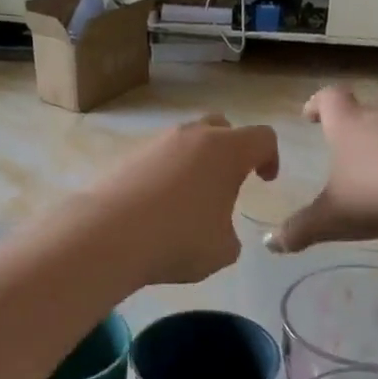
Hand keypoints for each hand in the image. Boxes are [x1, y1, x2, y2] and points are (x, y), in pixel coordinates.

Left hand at [87, 114, 278, 284]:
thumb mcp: (223, 251)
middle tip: (229, 180)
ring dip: (195, 162)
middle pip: (222, 127)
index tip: (265, 180)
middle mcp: (192, 136)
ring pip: (186, 141)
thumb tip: (217, 230)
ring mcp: (156, 143)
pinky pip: (158, 158)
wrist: (107, 236)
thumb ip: (231, 235)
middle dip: (232, 149)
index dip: (270, 157)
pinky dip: (166, 174)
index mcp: (227, 151)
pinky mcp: (127, 157)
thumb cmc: (178, 240)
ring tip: (190, 199)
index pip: (262, 138)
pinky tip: (159, 206)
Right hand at [270, 87, 377, 252]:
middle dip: (355, 123)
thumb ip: (300, 230)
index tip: (309, 116)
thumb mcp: (331, 218)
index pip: (330, 98)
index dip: (317, 104)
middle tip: (347, 144)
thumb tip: (271, 244)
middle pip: (367, 108)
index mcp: (349, 126)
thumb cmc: (377, 194)